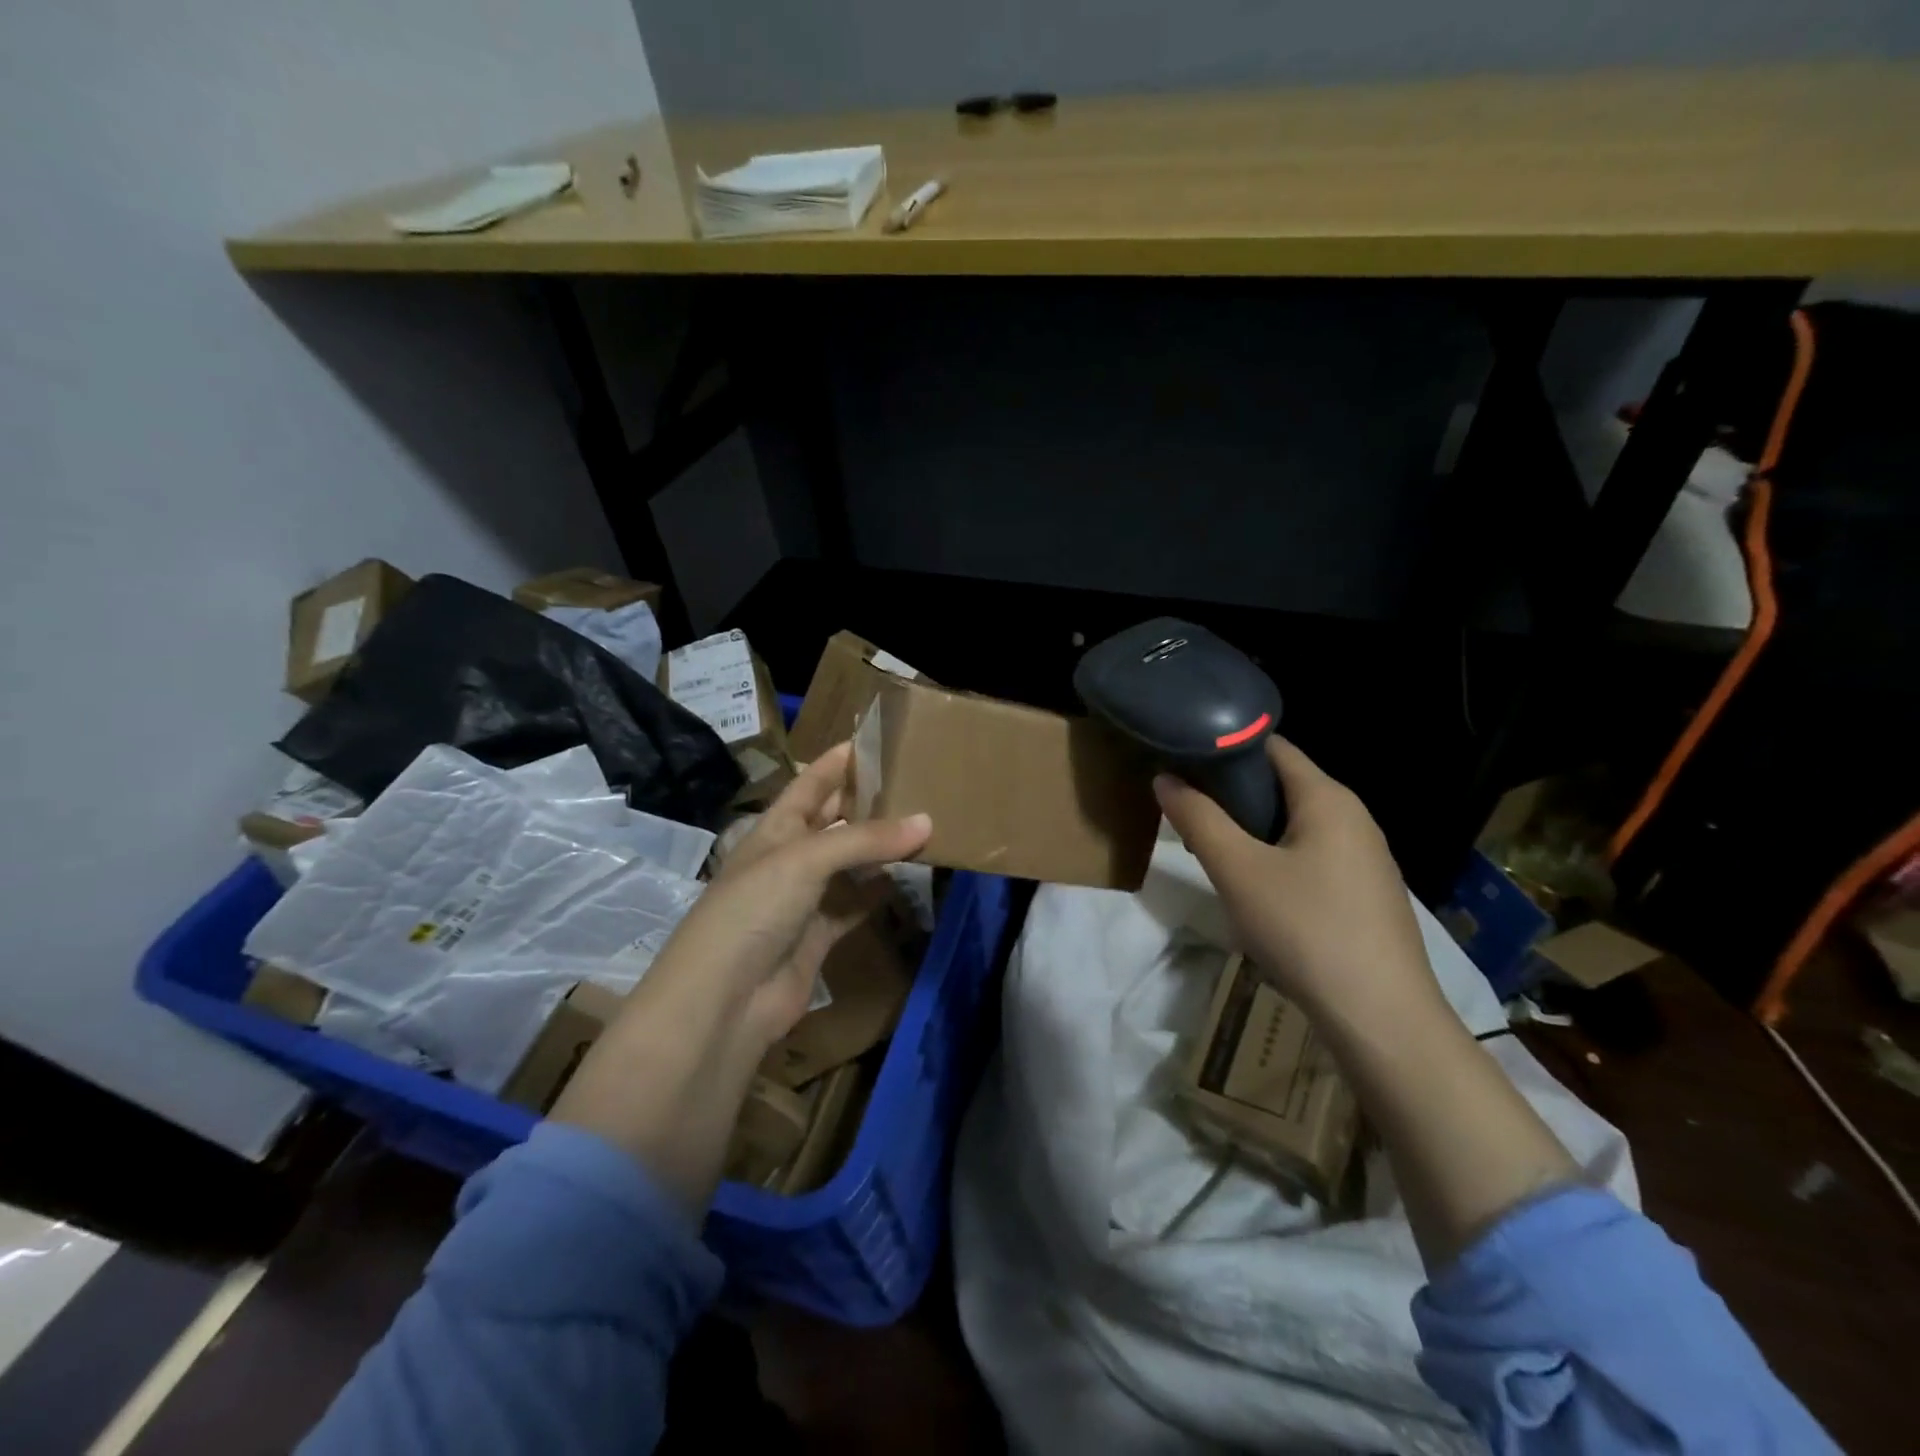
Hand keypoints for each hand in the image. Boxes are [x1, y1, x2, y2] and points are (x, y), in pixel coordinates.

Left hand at [551, 744, 930, 1215]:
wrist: (724, 1000)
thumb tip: (927, 822)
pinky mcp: (820, 934)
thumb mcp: (805, 859)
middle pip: (834, 820)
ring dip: (881, 847)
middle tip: (915, 781)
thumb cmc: (753, 909)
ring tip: (924, 823)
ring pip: (851, 862)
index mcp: (775, 828)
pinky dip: (879, 890)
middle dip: (868, 802)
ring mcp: (805, 898)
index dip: (838, 761)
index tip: (876, 739)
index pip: (810, 783)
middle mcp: (790, 857)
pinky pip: (856, 903)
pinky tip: (908, 876)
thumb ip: (865, 839)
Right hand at [1152, 737, 1443, 1026]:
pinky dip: (1275, 860)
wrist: (1381, 1018)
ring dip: (1250, 832)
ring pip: (1293, 825)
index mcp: (1328, 798)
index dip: (1224, 747)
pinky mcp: (1365, 893)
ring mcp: (1364, 857)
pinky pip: (1310, 857)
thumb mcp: (1237, 871)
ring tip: (1211, 854)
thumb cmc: (1305, 929)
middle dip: (1231, 796)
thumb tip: (1164, 778)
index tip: (1182, 760)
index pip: (1271, 747)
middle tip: (1188, 815)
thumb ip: (1198, 819)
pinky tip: (1255, 894)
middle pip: (1282, 785)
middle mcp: (1353, 817)